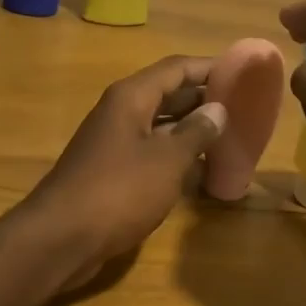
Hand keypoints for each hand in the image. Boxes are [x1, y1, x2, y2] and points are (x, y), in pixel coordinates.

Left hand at [24, 56, 228, 288]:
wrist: (60, 239)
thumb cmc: (118, 191)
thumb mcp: (166, 160)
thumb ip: (195, 132)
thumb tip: (217, 109)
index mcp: (132, 98)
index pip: (177, 68)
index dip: (210, 67)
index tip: (243, 72)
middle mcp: (121, 112)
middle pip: (169, 93)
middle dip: (204, 98)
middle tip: (244, 106)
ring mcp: (115, 142)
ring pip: (162, 125)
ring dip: (193, 129)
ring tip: (231, 136)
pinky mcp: (113, 171)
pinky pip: (152, 152)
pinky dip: (177, 156)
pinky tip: (202, 170)